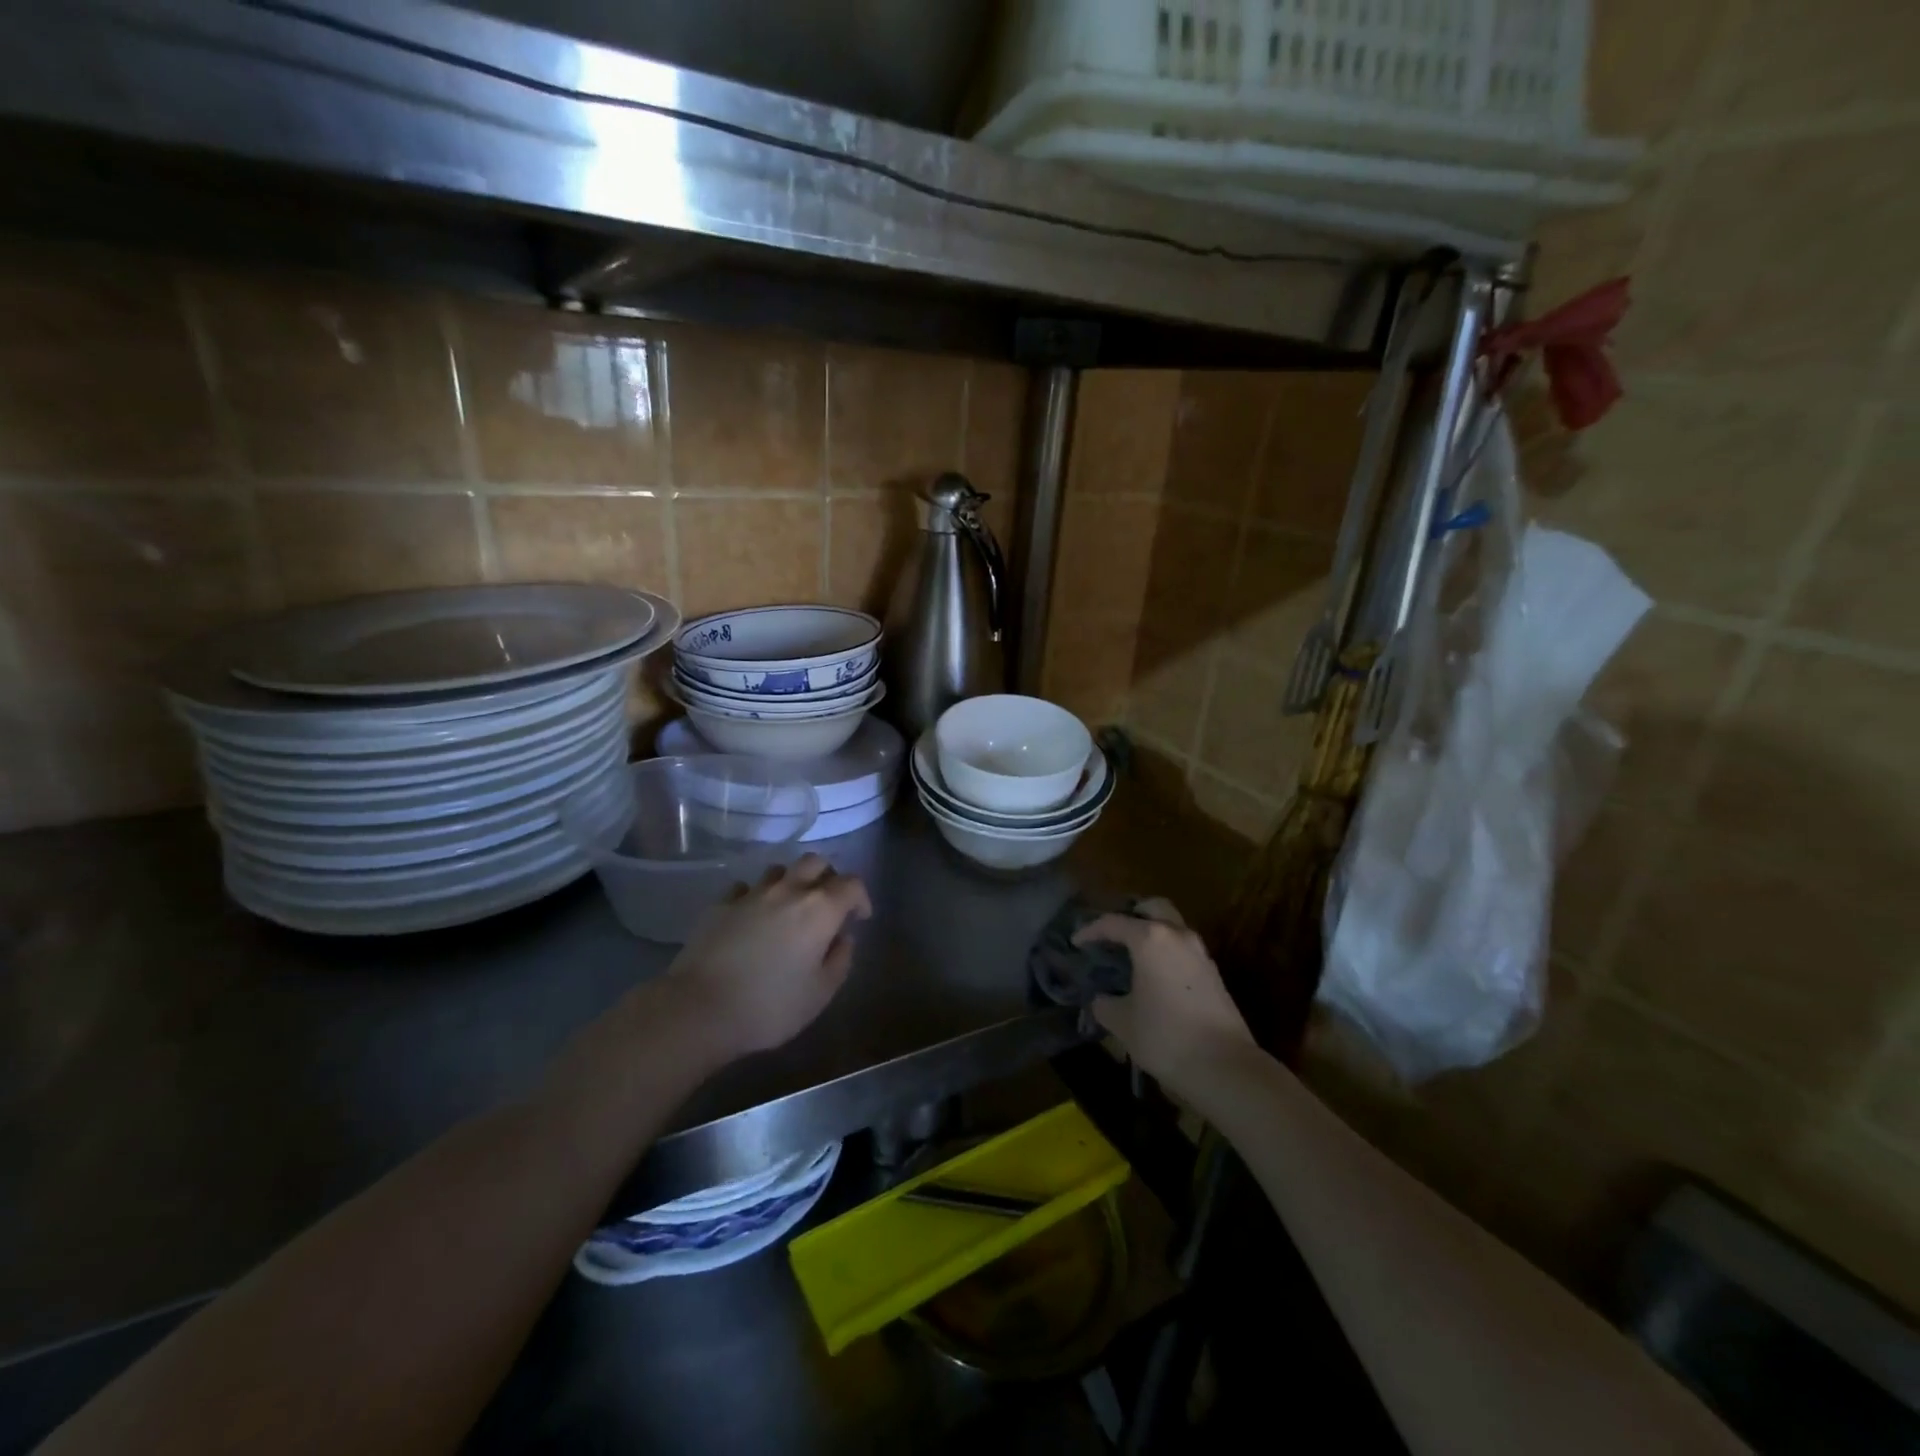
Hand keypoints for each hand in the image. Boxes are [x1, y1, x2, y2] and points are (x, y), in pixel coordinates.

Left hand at [665, 853, 872, 1061]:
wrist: (699, 1009)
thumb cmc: (769, 1006)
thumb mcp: (820, 994)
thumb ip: (840, 961)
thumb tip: (843, 938)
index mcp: (820, 909)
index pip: (851, 884)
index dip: (861, 897)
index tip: (860, 918)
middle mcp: (788, 891)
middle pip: (815, 862)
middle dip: (828, 878)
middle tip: (828, 905)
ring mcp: (751, 894)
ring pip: (780, 869)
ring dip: (792, 882)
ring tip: (790, 908)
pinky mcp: (721, 904)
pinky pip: (746, 887)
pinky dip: (757, 896)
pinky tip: (753, 917)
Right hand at [1075, 900, 1255, 1092]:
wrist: (1224, 1066)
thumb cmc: (1165, 1036)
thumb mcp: (1123, 1022)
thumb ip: (1105, 1004)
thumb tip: (1101, 999)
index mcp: (1150, 939)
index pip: (1113, 923)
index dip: (1090, 931)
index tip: (1076, 942)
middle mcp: (1177, 936)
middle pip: (1153, 908)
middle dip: (1131, 915)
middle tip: (1113, 935)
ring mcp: (1200, 953)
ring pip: (1173, 927)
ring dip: (1152, 934)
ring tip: (1132, 956)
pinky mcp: (1213, 974)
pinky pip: (1183, 949)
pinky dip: (1166, 953)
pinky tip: (1154, 976)